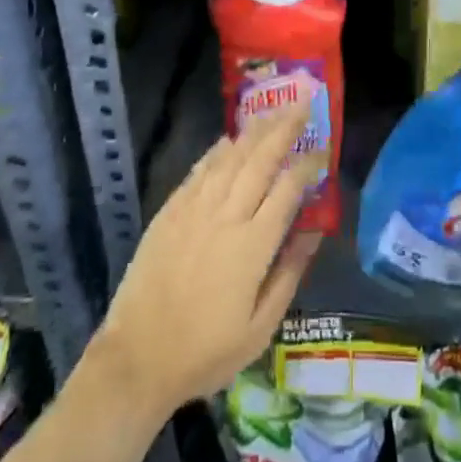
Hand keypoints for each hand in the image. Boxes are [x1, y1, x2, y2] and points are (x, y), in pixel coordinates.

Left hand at [86, 97, 325, 420]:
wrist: (138, 358)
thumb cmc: (206, 351)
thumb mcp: (261, 327)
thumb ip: (289, 273)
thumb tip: (314, 232)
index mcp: (253, 245)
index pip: (287, 189)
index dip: (308, 165)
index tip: (322, 150)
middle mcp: (225, 216)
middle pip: (260, 160)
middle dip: (284, 128)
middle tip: (302, 103)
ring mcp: (193, 210)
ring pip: (229, 158)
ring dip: (253, 132)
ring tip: (272, 111)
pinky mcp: (169, 213)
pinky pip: (198, 171)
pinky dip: (216, 151)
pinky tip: (229, 139)